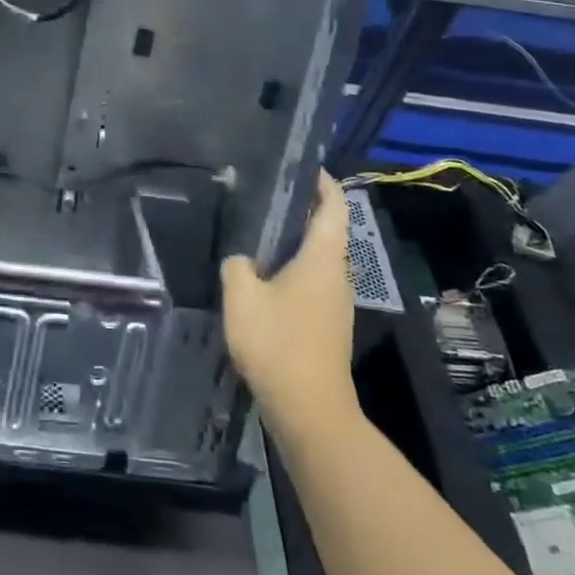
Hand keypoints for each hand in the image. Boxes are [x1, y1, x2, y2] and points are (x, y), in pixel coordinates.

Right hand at [221, 170, 359, 436]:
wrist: (309, 408)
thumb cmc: (278, 343)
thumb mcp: (242, 296)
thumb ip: (237, 265)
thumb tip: (241, 258)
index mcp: (322, 259)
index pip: (334, 206)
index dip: (322, 182)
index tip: (301, 165)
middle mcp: (337, 275)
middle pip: (327, 230)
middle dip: (302, 209)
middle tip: (265, 194)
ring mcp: (335, 302)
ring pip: (318, 258)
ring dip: (295, 241)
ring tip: (257, 231)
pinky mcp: (326, 324)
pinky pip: (312, 281)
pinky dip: (292, 268)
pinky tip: (262, 276)